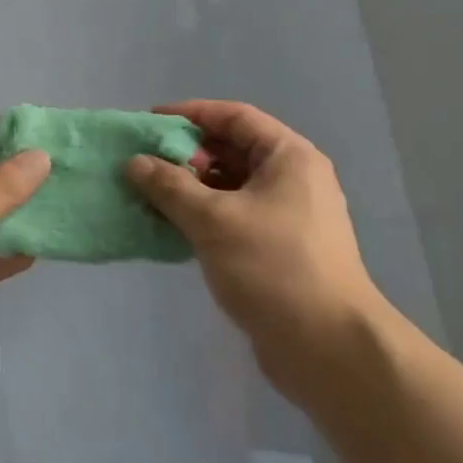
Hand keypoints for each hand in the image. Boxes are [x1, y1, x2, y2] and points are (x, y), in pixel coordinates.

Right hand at [126, 100, 380, 404]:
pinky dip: (205, 216)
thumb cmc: (273, 267)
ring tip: (150, 196)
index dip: (190, 114)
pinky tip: (173, 228)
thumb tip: (134, 162)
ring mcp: (290, 216)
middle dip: (187, 154)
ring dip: (192, 188)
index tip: (150, 122)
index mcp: (289, 157)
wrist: (328, 349)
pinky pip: (236, 217)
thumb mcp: (213, 220)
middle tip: (145, 163)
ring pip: (232, 187)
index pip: (234, 116)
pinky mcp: (281, 249)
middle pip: (233, 150)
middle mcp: (294, 178)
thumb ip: (170, 186)